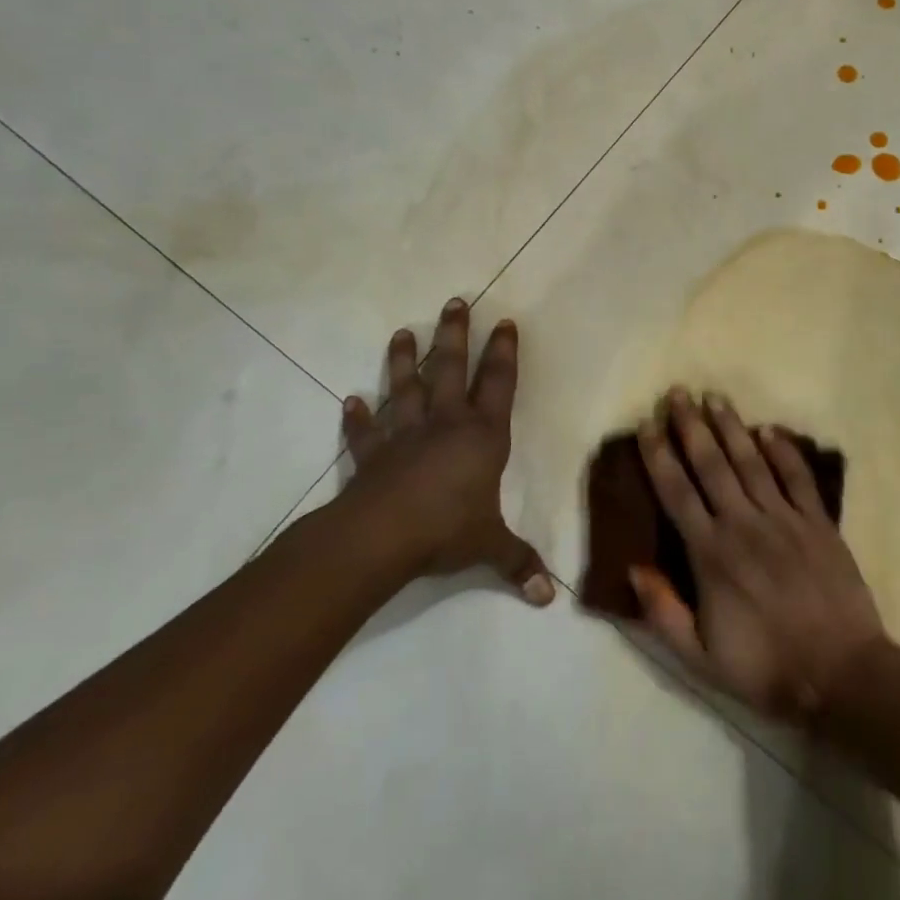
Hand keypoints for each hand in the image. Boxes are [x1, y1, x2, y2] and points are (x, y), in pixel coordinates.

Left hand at [333, 298, 553, 605]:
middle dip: (455, 335)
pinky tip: (349, 401)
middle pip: (451, 369)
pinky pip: (364, 432)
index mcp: (482, 436)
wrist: (382, 537)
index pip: (499, 385)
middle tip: (455, 301)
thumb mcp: (490, 546)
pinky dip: (357, 418)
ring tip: (402, 332)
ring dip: (403, 361)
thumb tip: (550, 598)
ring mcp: (405, 435)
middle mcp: (445, 424)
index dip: (504, 354)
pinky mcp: (372, 455)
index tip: (505, 323)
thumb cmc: (447, 530)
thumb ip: (518, 563)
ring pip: (405, 388)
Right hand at [632, 388, 884, 717]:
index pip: (676, 492)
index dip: (659, 456)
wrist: (841, 675)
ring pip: (750, 461)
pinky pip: (797, 477)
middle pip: (711, 464)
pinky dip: (783, 451)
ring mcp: (784, 519)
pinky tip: (769, 429)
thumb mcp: (700, 659)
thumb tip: (632, 568)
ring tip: (714, 397)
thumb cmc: (766, 668)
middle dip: (691, 426)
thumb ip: (662, 612)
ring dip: (731, 427)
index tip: (647, 426)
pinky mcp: (818, 522)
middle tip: (678, 394)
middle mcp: (744, 524)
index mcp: (711, 554)